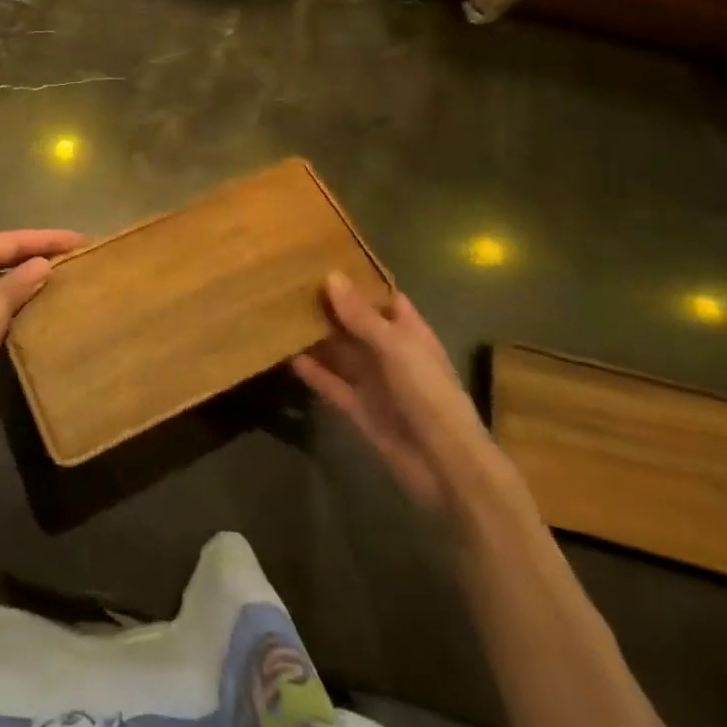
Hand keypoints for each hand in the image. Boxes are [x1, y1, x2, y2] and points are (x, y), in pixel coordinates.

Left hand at [0, 229, 86, 435]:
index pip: (15, 239)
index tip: (81, 239)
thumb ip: (19, 282)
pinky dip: (22, 294)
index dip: (49, 238)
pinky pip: (1, 296)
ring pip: (5, 274)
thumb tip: (45, 263)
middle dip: (42, 250)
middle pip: (9, 252)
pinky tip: (42, 301)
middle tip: (78, 253)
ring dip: (32, 272)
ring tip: (66, 272)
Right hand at [292, 272, 506, 517]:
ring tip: (281, 314)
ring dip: (316, 338)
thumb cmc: (429, 396)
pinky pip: (331, 384)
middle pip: (356, 324)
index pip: (383, 297)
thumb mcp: (396, 348)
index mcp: (409, 333)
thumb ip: (362, 316)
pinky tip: (286, 356)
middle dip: (329, 307)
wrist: (445, 467)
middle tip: (290, 284)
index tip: (324, 260)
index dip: (358, 281)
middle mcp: (391, 353)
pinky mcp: (359, 409)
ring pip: (340, 353)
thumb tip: (331, 276)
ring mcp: (374, 382)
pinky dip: (312, 372)